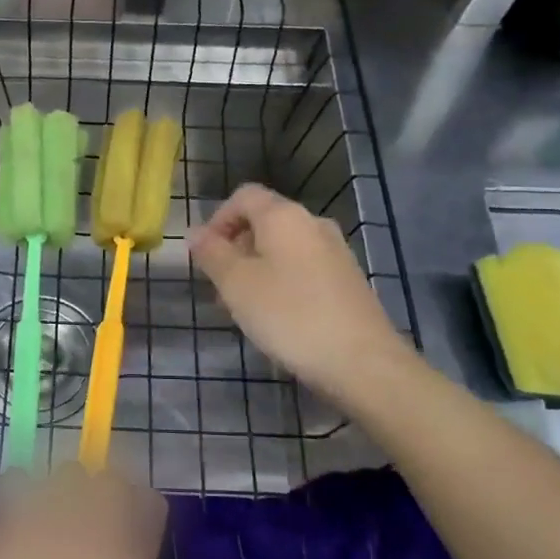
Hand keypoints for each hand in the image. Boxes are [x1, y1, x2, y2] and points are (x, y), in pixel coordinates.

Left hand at [0, 466, 237, 558]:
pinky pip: (17, 479)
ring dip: (65, 493)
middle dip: (104, 500)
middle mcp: (90, 518)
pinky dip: (19, 494)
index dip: (141, 518)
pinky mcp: (3, 510)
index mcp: (128, 551)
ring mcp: (43, 509)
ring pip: (66, 474)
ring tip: (51, 530)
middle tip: (88, 536)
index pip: (150, 502)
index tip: (126, 543)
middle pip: (110, 479)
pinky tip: (16, 526)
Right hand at [188, 183, 411, 409]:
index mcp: (284, 216)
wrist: (363, 362)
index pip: (244, 196)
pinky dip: (281, 283)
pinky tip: (276, 318)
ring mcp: (335, 252)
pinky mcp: (347, 281)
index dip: (217, 219)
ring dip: (256, 269)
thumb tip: (196, 233)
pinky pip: (303, 269)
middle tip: (219, 287)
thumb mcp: (237, 284)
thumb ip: (212, 254)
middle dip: (235, 249)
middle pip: (264, 222)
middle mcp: (313, 224)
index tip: (205, 255)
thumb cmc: (290, 315)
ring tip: (242, 308)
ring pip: (283, 249)